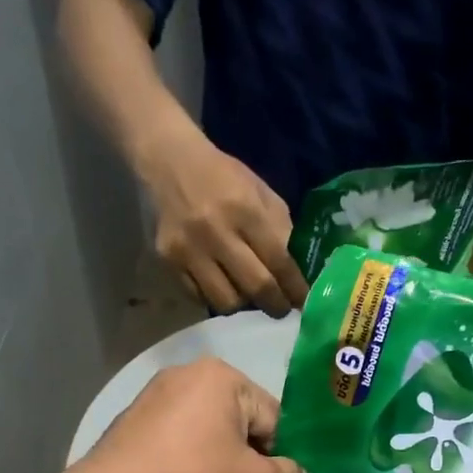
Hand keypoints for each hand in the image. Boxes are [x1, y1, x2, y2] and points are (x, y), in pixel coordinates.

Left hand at [67, 358, 304, 472]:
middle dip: (247, 457)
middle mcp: (188, 373)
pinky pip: (179, 437)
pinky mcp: (134, 418)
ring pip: (209, 431)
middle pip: (241, 420)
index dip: (278, 457)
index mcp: (223, 376)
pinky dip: (188, 459)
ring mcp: (155, 394)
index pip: (274, 419)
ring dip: (218, 460)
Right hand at [138, 128, 308, 315]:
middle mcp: (216, 232)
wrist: (169, 163)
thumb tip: (298, 273)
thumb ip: (280, 230)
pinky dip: (215, 296)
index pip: (279, 261)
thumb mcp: (259, 193)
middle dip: (274, 305)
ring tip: (248, 296)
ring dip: (243, 304)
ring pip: (225, 300)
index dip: (295, 288)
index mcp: (245, 209)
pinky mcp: (168, 261)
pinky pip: (199, 296)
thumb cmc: (223, 178)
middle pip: (255, 286)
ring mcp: (189, 249)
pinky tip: (222, 285)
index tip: (303, 303)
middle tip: (281, 309)